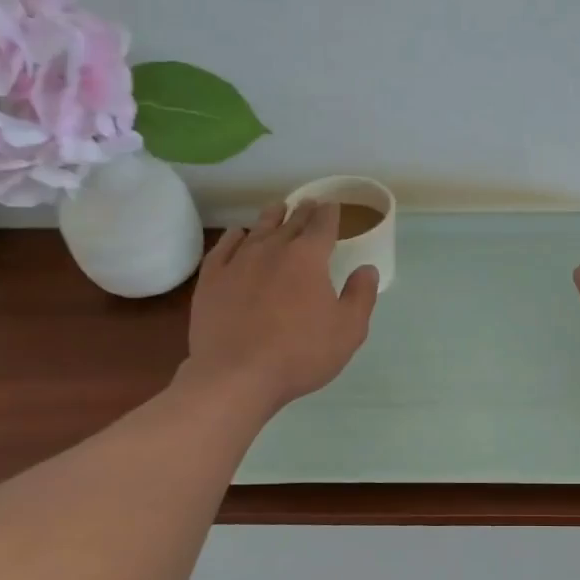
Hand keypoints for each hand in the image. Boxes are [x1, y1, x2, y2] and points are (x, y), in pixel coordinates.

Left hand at [180, 200, 378, 412]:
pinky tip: (239, 235)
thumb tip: (366, 269)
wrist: (237, 375)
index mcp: (309, 258)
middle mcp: (273, 249)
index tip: (332, 206)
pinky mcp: (212, 279)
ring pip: (258, 230)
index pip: (323, 225)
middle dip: (303, 212)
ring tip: (277, 209)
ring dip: (271, 218)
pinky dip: (236, 236)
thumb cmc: (301, 354)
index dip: (330, 214)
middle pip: (291, 222)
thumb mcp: (349, 330)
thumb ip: (361, 296)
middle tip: (308, 204)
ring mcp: (238, 262)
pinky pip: (225, 247)